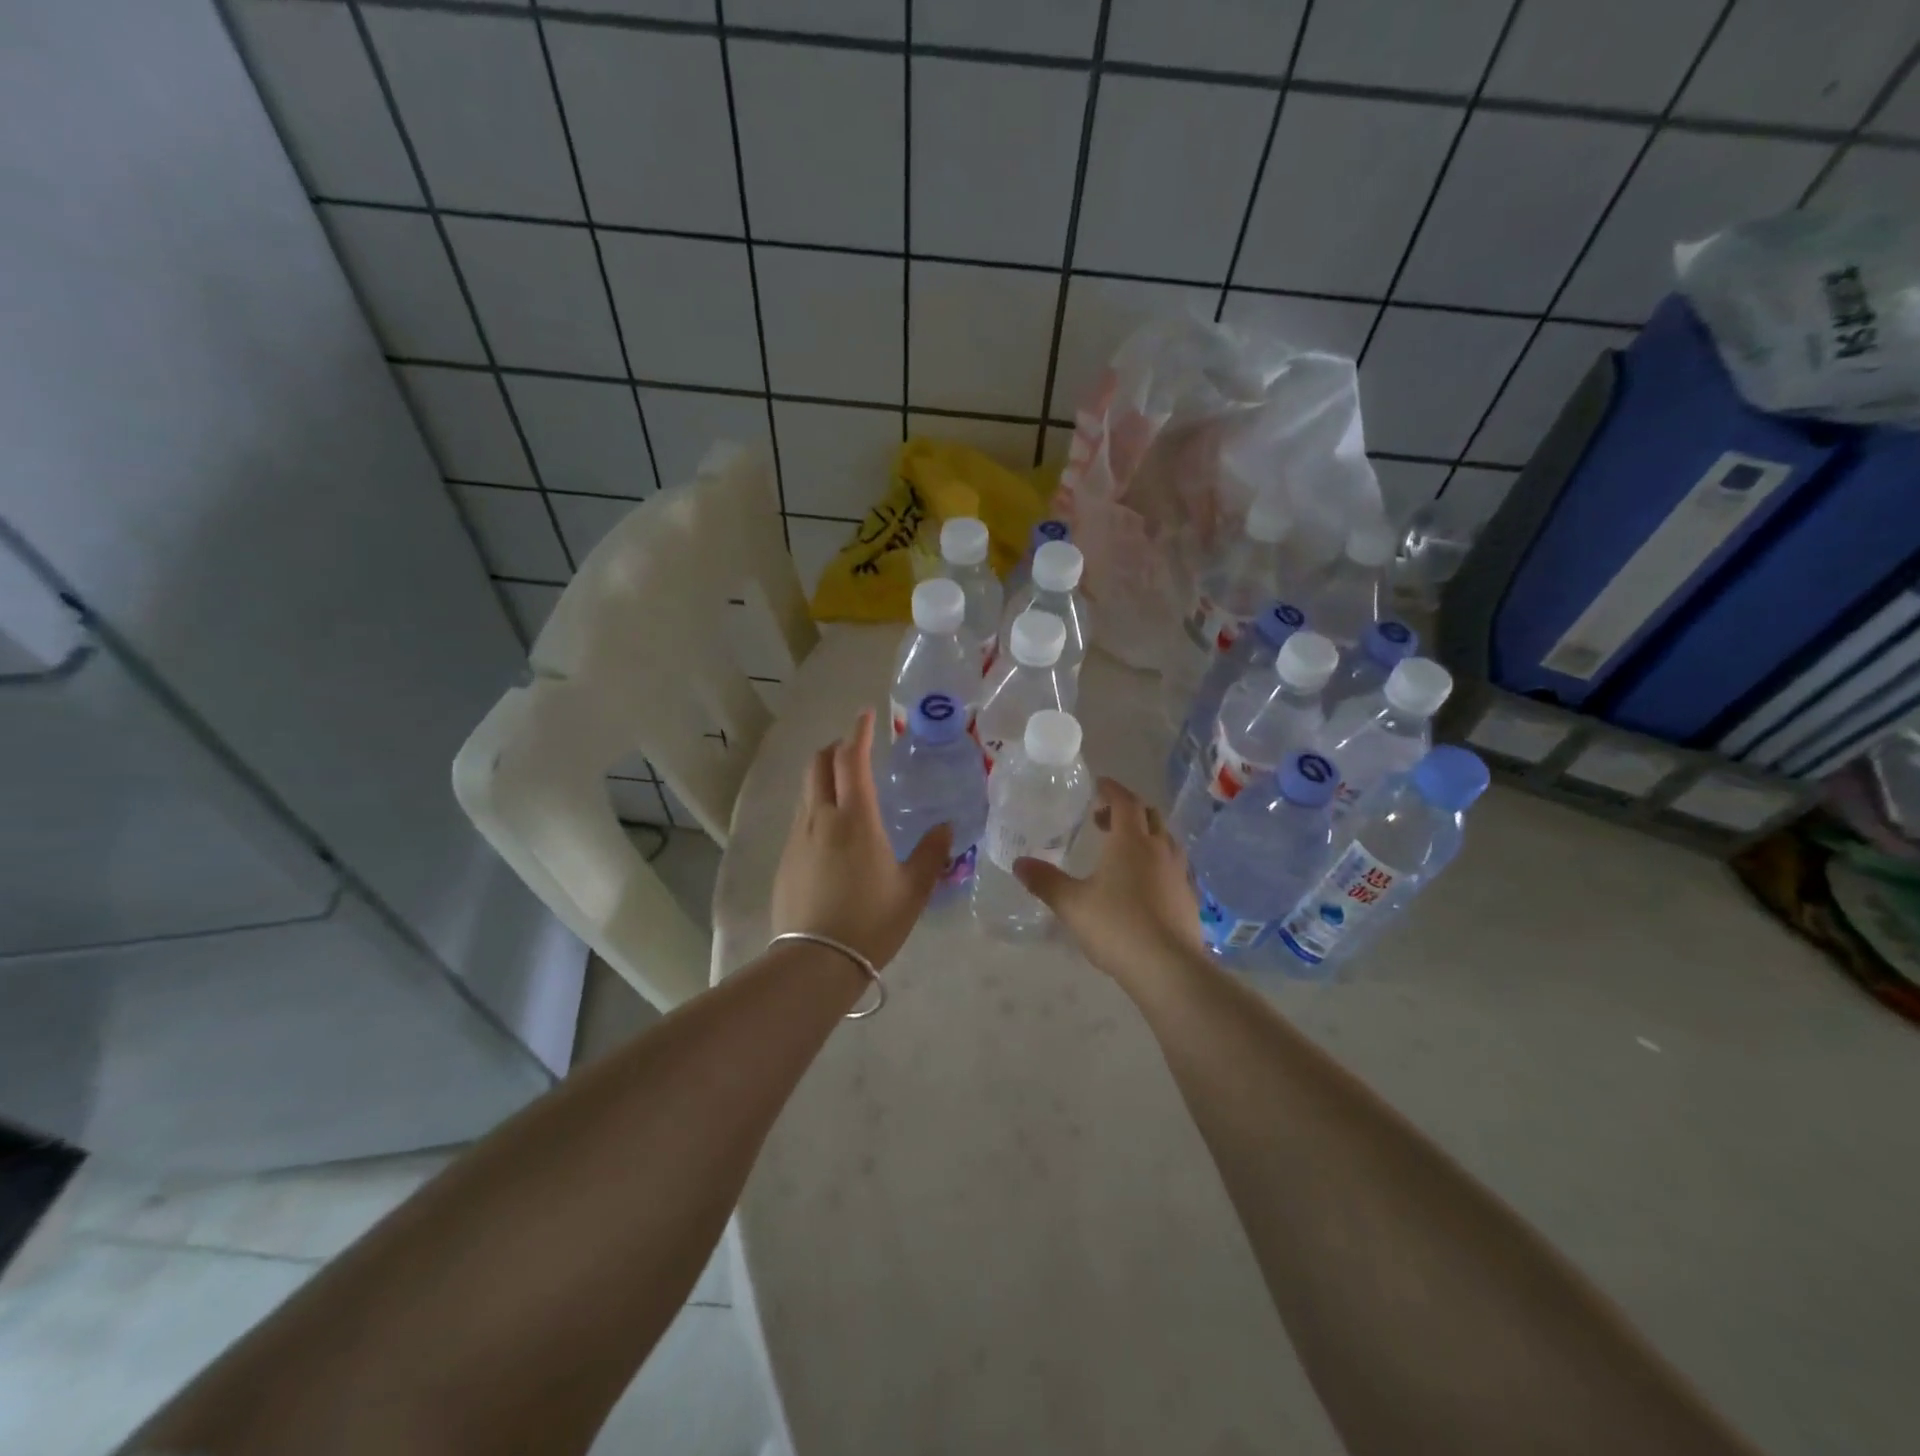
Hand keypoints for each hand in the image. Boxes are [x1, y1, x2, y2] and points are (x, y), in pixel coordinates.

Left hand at [772, 708, 951, 969]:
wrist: (816, 961)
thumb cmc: (871, 921)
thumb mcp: (913, 889)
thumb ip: (931, 853)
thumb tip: (946, 827)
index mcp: (855, 818)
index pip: (851, 759)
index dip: (859, 732)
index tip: (866, 715)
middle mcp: (821, 817)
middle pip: (818, 764)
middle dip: (835, 748)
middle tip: (855, 749)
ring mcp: (798, 837)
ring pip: (806, 790)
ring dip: (823, 776)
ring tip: (844, 786)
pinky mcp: (786, 859)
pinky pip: (801, 816)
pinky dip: (816, 804)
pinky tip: (831, 829)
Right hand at [1013, 778, 1203, 990]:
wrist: (1168, 968)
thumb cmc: (1117, 926)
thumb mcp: (1072, 904)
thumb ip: (1045, 881)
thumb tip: (1018, 863)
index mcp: (1131, 841)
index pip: (1125, 801)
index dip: (1111, 789)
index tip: (1098, 784)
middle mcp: (1159, 849)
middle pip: (1149, 815)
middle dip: (1127, 810)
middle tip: (1102, 819)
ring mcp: (1178, 873)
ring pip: (1164, 839)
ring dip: (1144, 834)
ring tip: (1122, 849)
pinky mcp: (1188, 897)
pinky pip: (1172, 865)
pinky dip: (1156, 860)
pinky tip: (1142, 883)